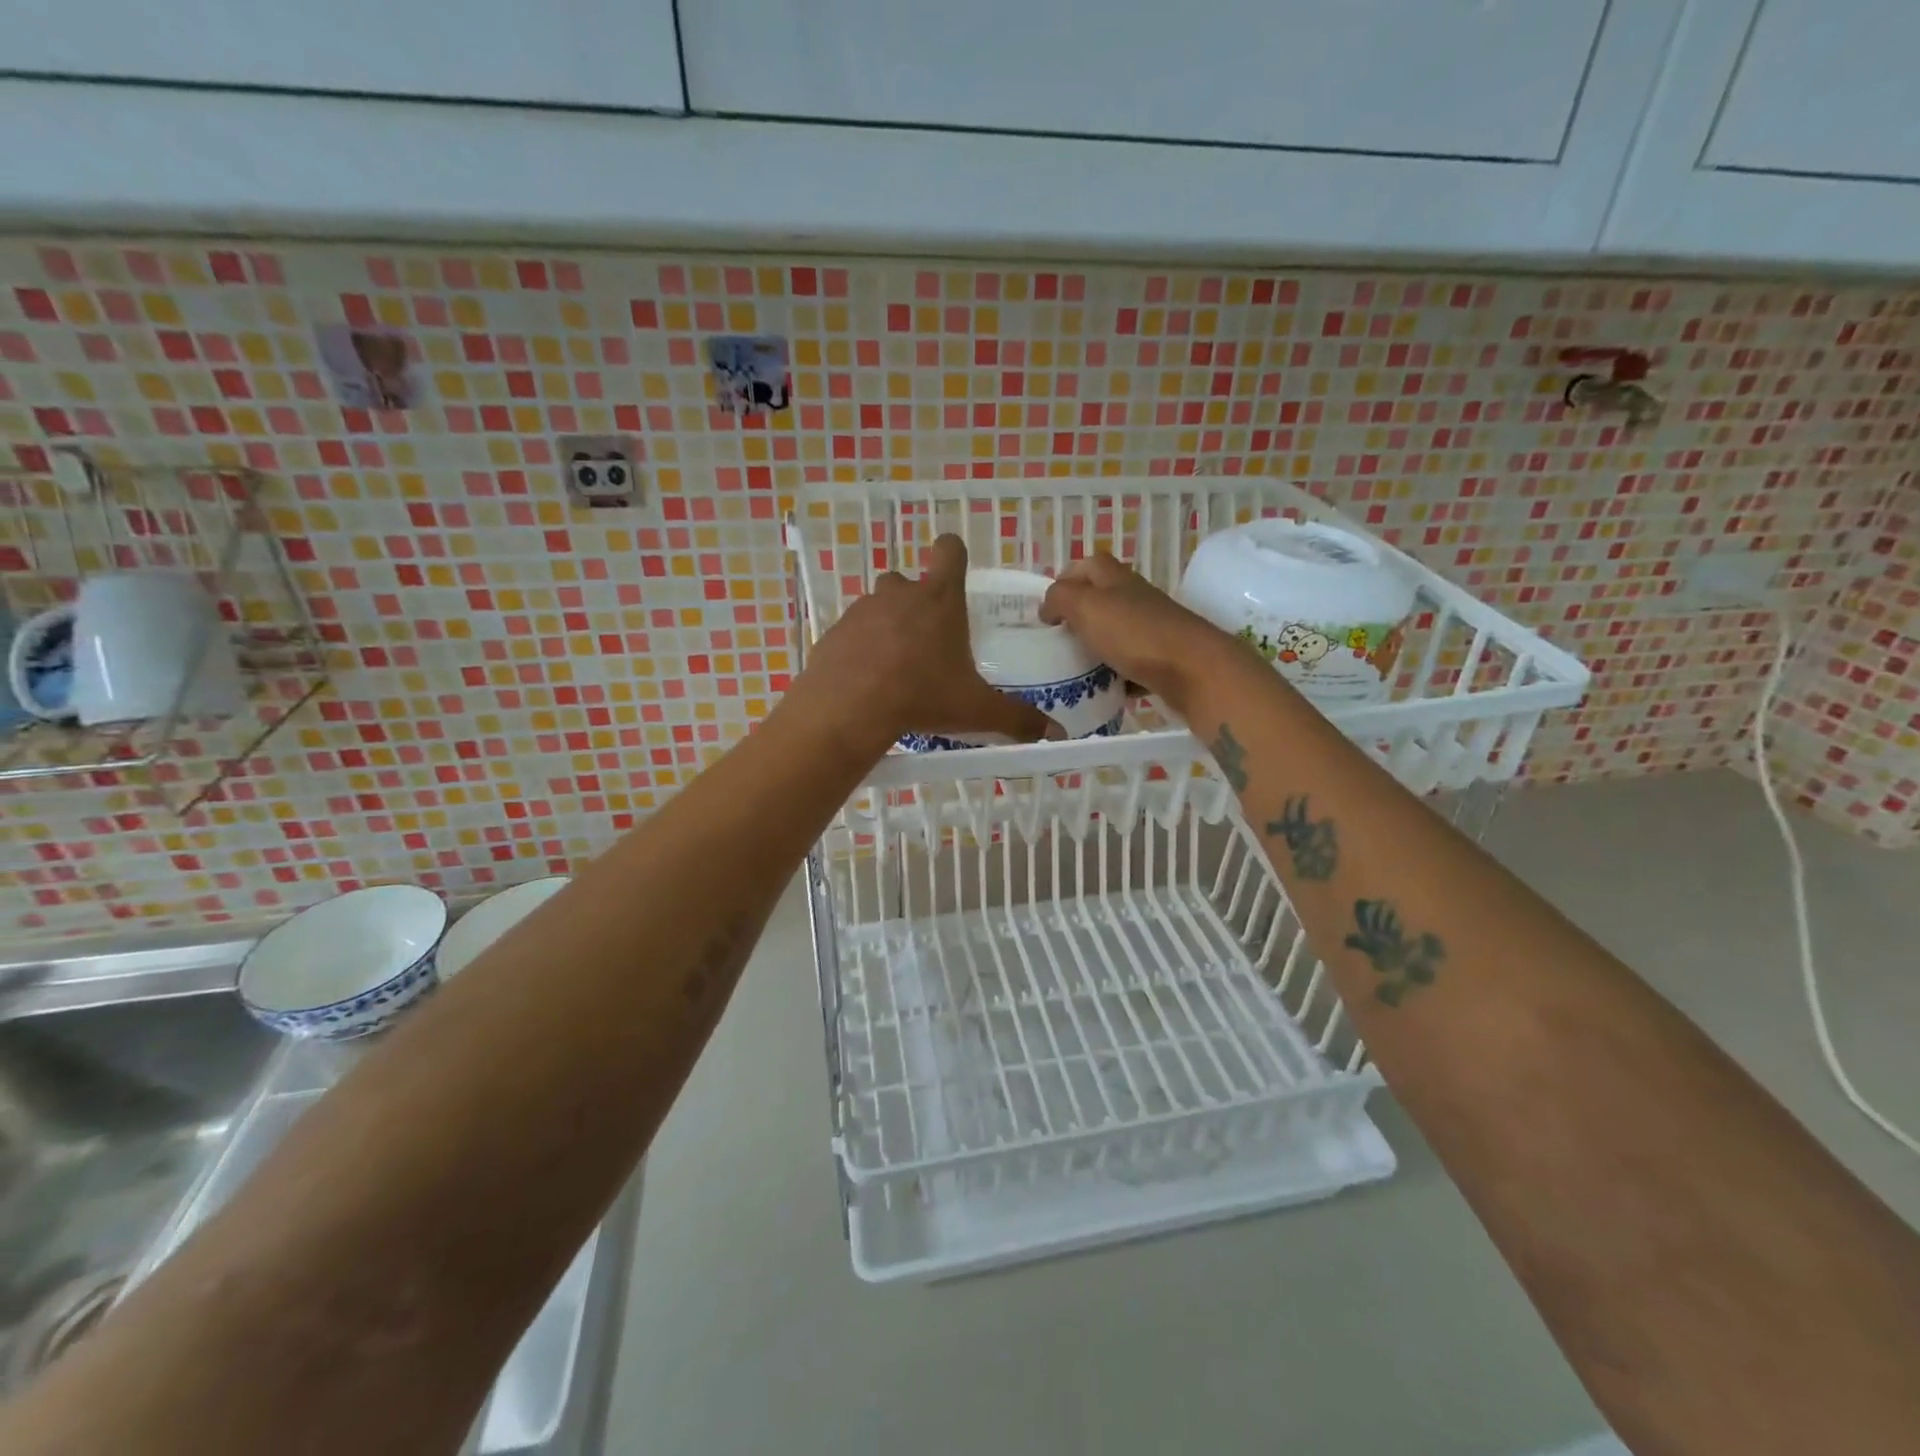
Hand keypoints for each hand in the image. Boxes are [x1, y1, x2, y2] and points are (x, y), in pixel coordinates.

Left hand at [792, 534, 1053, 753]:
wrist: (849, 709)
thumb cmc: (921, 696)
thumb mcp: (975, 710)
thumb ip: (1017, 719)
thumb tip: (1056, 735)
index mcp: (939, 599)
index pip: (950, 550)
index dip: (954, 555)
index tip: (955, 574)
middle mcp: (899, 594)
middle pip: (908, 580)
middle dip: (917, 603)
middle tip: (926, 642)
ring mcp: (862, 610)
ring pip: (878, 606)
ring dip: (887, 626)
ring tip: (895, 666)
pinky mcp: (835, 631)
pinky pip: (852, 633)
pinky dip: (860, 649)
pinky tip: (866, 681)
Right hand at [1039, 553, 1239, 712]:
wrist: (1192, 670)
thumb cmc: (1134, 633)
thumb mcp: (1086, 607)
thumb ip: (1060, 598)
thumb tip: (1049, 606)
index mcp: (1115, 578)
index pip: (1087, 565)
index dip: (1065, 580)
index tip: (1046, 610)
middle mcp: (1135, 597)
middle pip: (1101, 600)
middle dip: (1077, 618)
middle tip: (1057, 641)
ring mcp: (1152, 627)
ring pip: (1115, 632)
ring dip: (1095, 647)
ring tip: (1074, 667)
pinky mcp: (1162, 657)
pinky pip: (1131, 662)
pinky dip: (1116, 673)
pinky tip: (1104, 688)